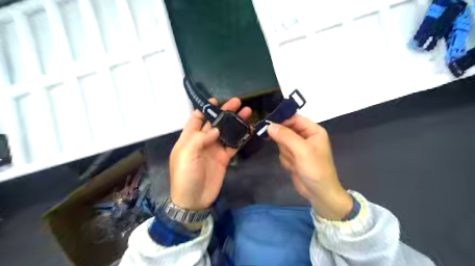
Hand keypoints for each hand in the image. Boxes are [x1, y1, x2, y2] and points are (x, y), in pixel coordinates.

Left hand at [170, 96, 251, 209]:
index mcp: (189, 138)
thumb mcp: (185, 154)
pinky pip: (233, 145)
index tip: (216, 100)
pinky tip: (249, 130)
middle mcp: (203, 141)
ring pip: (226, 132)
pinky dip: (241, 138)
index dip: (205, 109)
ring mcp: (214, 149)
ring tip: (247, 112)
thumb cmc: (185, 176)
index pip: (196, 119)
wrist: (194, 199)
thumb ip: (199, 138)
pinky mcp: (224, 158)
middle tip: (238, 102)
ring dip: (235, 122)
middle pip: (215, 123)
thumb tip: (216, 130)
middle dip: (225, 112)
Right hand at [266, 114, 351, 219]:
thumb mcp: (302, 150)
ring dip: (285, 153)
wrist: (319, 193)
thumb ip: (285, 136)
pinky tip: (293, 167)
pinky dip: (285, 160)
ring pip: (281, 142)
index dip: (282, 120)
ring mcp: (298, 147)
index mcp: (313, 130)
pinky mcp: (293, 157)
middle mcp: (305, 137)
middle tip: (286, 149)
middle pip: (286, 130)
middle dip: (284, 141)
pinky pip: (282, 152)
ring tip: (295, 162)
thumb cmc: (315, 169)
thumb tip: (269, 126)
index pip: (295, 118)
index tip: (268, 124)